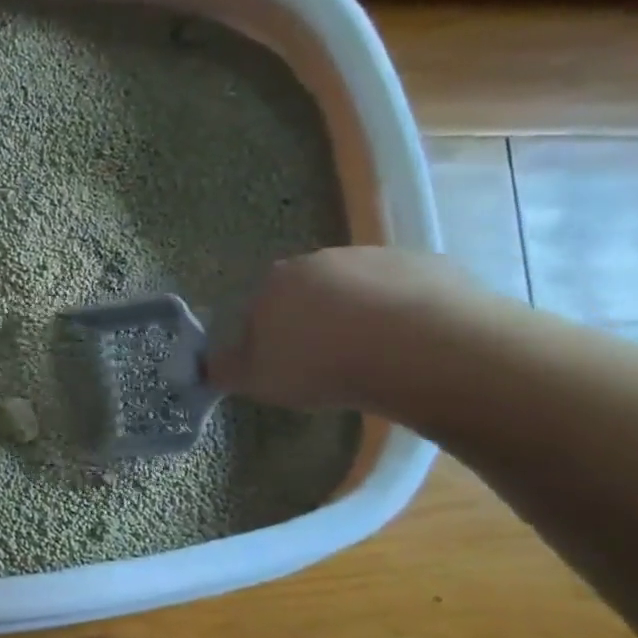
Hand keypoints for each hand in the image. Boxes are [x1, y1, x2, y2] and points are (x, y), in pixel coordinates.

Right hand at [208, 246, 478, 409]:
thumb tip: (207, 364)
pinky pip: (407, 295)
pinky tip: (411, 349)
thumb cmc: (322, 364)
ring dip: (360, 317)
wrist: (419, 348)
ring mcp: (378, 258)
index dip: (266, 338)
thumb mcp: (257, 379)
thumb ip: (226, 369)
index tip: (282, 367)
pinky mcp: (429, 266)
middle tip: (327, 364)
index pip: (258, 307)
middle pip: (310, 293)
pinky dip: (404, 317)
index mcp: (275, 281)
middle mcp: (322, 259)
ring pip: (359, 290)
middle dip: (314, 322)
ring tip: (374, 359)